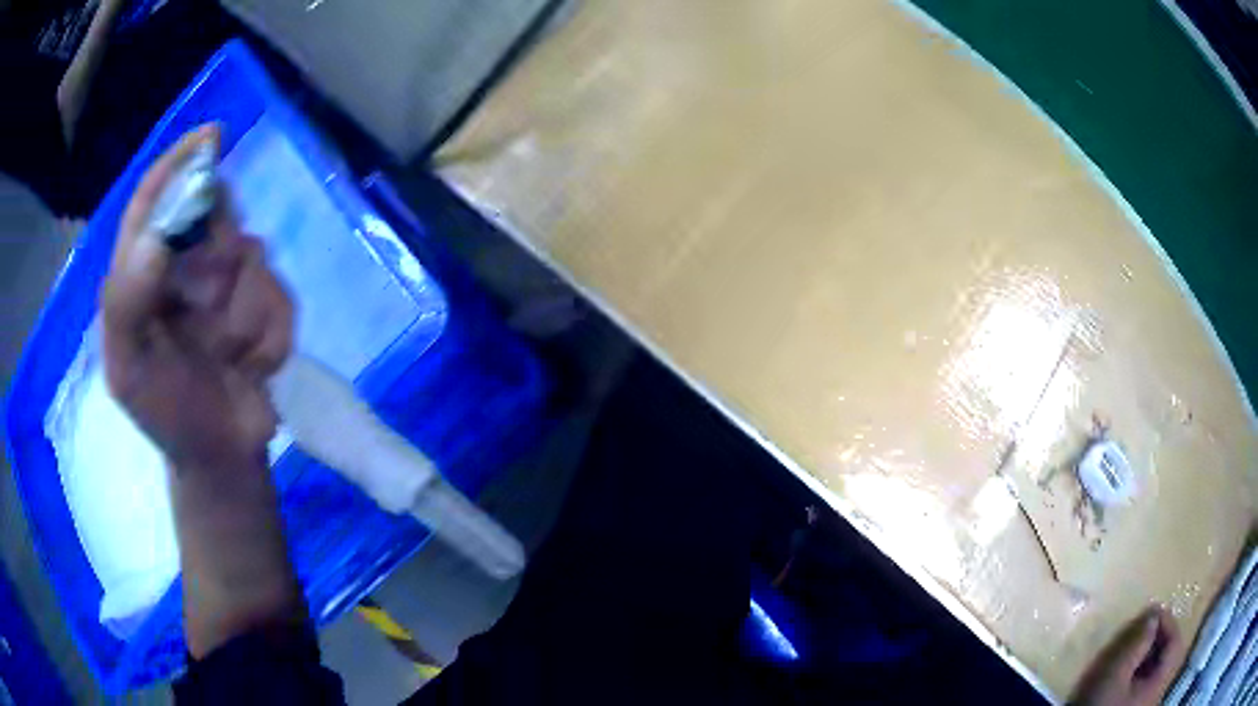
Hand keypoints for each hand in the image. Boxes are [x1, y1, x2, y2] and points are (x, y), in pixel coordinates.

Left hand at [102, 125, 293, 472]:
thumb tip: (157, 238)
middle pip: (212, 215)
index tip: (211, 138)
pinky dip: (269, 336)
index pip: (155, 198)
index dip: (179, 162)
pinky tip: (252, 366)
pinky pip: (280, 298)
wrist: (221, 458)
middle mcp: (183, 265)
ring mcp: (226, 285)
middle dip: (218, 257)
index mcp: (141, 272)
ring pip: (252, 257)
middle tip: (210, 306)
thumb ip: (127, 302)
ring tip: (229, 357)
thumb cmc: (165, 413)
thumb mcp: (128, 367)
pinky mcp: (264, 307)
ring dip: (242, 314)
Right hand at [1073, 606, 1183, 705]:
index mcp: (1159, 683)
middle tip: (1144, 628)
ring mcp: (1149, 703)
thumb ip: (1136, 645)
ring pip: (1159, 670)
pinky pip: (1149, 682)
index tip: (1152, 611)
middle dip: (1160, 639)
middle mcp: (1159, 692)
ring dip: (1151, 654)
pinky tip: (1130, 670)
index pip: (1175, 642)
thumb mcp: (1113, 677)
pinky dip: (1143, 670)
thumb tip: (1152, 616)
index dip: (1168, 623)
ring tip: (1137, 647)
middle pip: (1169, 656)